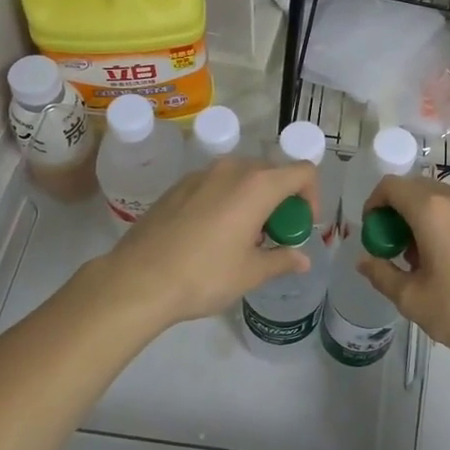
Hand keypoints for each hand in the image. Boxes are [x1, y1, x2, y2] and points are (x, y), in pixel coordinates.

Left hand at [94, 156, 320, 328]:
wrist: (137, 280)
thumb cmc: (204, 275)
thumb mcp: (250, 273)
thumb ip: (282, 260)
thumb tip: (302, 260)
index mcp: (257, 185)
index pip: (303, 172)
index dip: (312, 197)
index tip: (302, 227)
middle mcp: (231, 169)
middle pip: (272, 172)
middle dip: (282, 200)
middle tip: (275, 235)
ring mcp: (200, 174)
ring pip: (241, 177)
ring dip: (254, 199)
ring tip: (244, 236)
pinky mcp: (178, 186)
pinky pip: (215, 184)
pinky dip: (227, 200)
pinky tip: (212, 234)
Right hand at [357, 176, 449, 369]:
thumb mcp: (413, 300)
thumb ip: (382, 274)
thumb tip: (365, 260)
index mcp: (432, 211)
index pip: (391, 186)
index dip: (374, 204)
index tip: (374, 233)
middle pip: (418, 189)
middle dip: (401, 213)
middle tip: (399, 249)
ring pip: (446, 201)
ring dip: (428, 219)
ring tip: (431, 260)